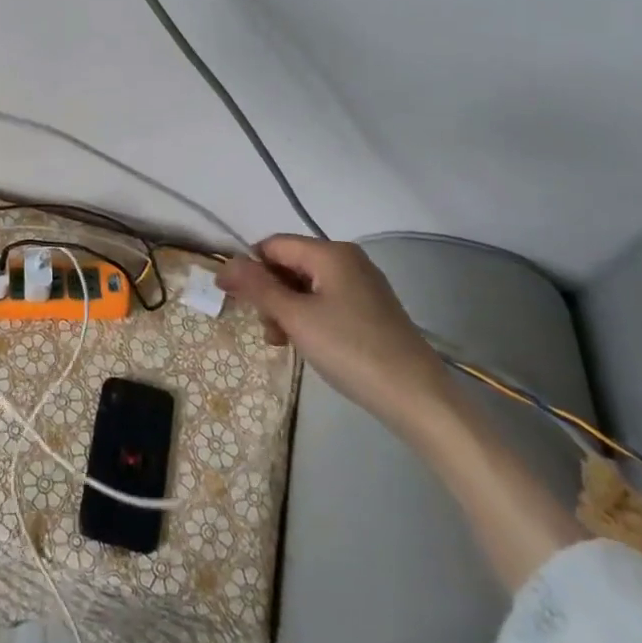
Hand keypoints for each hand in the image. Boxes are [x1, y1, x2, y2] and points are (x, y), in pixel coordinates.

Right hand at [218, 237, 453, 434]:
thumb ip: (257, 287)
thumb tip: (224, 265)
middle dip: (270, 293)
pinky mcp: (370, 309)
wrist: (417, 397)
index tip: (235, 300)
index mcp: (330, 253)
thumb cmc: (350, 349)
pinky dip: (308, 317)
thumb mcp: (295, 318)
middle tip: (267, 329)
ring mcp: (362, 285)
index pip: (273, 245)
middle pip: (290, 264)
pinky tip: (307, 344)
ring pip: (306, 285)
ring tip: (284, 342)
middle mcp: (347, 260)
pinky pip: (326, 301)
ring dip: (286, 309)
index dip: (249, 268)